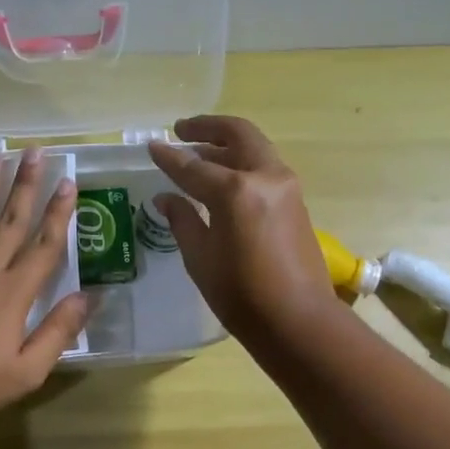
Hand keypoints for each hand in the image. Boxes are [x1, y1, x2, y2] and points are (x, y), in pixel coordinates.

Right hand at [147, 116, 340, 344]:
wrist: (298, 320)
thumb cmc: (241, 295)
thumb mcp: (201, 258)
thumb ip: (182, 220)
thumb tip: (167, 198)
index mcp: (236, 191)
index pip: (194, 166)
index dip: (169, 157)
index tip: (151, 146)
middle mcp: (265, 177)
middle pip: (237, 135)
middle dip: (207, 129)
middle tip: (182, 131)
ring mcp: (286, 187)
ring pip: (254, 149)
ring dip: (227, 146)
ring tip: (199, 155)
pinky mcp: (296, 201)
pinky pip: (264, 168)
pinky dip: (242, 164)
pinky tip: (222, 180)